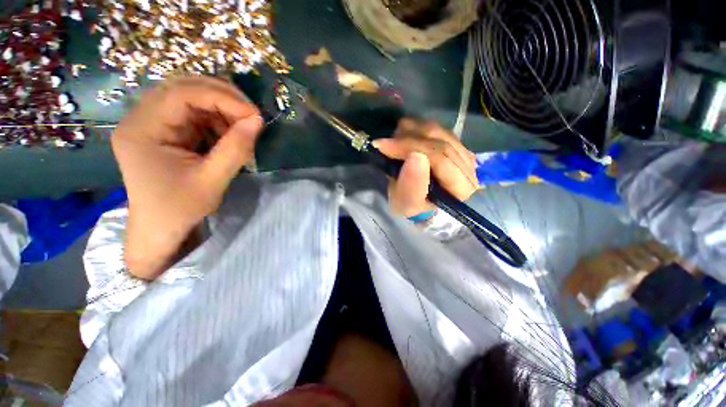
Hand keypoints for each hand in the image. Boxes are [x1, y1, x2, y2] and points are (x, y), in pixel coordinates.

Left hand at [112, 76, 262, 278]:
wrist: (160, 228)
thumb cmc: (180, 209)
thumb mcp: (212, 180)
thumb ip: (236, 149)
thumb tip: (258, 120)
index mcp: (142, 129)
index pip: (182, 94)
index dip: (223, 98)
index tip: (255, 115)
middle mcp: (141, 118)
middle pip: (184, 88)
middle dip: (224, 98)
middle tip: (252, 117)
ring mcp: (152, 123)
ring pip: (191, 98)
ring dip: (222, 110)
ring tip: (241, 130)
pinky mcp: (164, 131)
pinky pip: (194, 114)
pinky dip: (217, 120)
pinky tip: (228, 136)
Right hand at [372, 118, 477, 216]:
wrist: (416, 198)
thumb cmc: (411, 205)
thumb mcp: (406, 203)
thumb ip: (412, 185)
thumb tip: (415, 156)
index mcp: (461, 188)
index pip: (440, 159)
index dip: (411, 148)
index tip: (384, 146)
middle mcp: (468, 168)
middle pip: (438, 142)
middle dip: (407, 140)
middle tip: (383, 143)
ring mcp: (462, 151)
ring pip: (436, 130)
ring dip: (409, 133)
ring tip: (392, 143)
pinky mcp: (455, 141)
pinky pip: (434, 126)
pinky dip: (414, 129)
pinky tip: (403, 138)